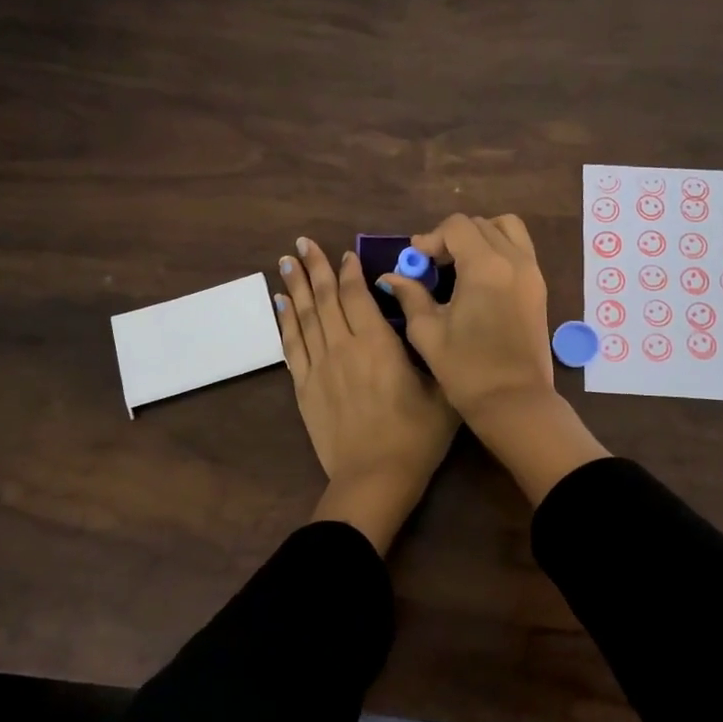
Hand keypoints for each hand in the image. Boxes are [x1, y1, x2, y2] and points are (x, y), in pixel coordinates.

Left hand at [276, 237, 459, 552]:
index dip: (349, 271)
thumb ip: (431, 349)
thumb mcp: (442, 389)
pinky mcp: (304, 388)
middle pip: (324, 298)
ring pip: (304, 317)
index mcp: (377, 343)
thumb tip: (423, 318)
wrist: (374, 478)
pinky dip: (284, 322)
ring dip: (295, 287)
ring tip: (284, 262)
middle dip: (314, 267)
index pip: (357, 295)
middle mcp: (343, 346)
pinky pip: (291, 346)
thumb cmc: (416, 436)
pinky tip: (280, 305)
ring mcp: (319, 367)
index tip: (343, 253)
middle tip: (301, 243)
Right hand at [375, 214, 555, 419]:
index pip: (457, 226)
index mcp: (485, 267)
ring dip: (480, 237)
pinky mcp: (540, 288)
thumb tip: (391, 277)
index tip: (416, 261)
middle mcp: (514, 260)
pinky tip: (479, 279)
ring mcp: (532, 273)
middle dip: (453, 237)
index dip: (431, 238)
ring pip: (507, 229)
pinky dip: (499, 250)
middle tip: (433, 265)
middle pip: (480, 225)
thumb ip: (410, 296)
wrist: (514, 402)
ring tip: (460, 264)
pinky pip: (520, 249)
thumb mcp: (427, 332)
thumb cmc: (466, 370)